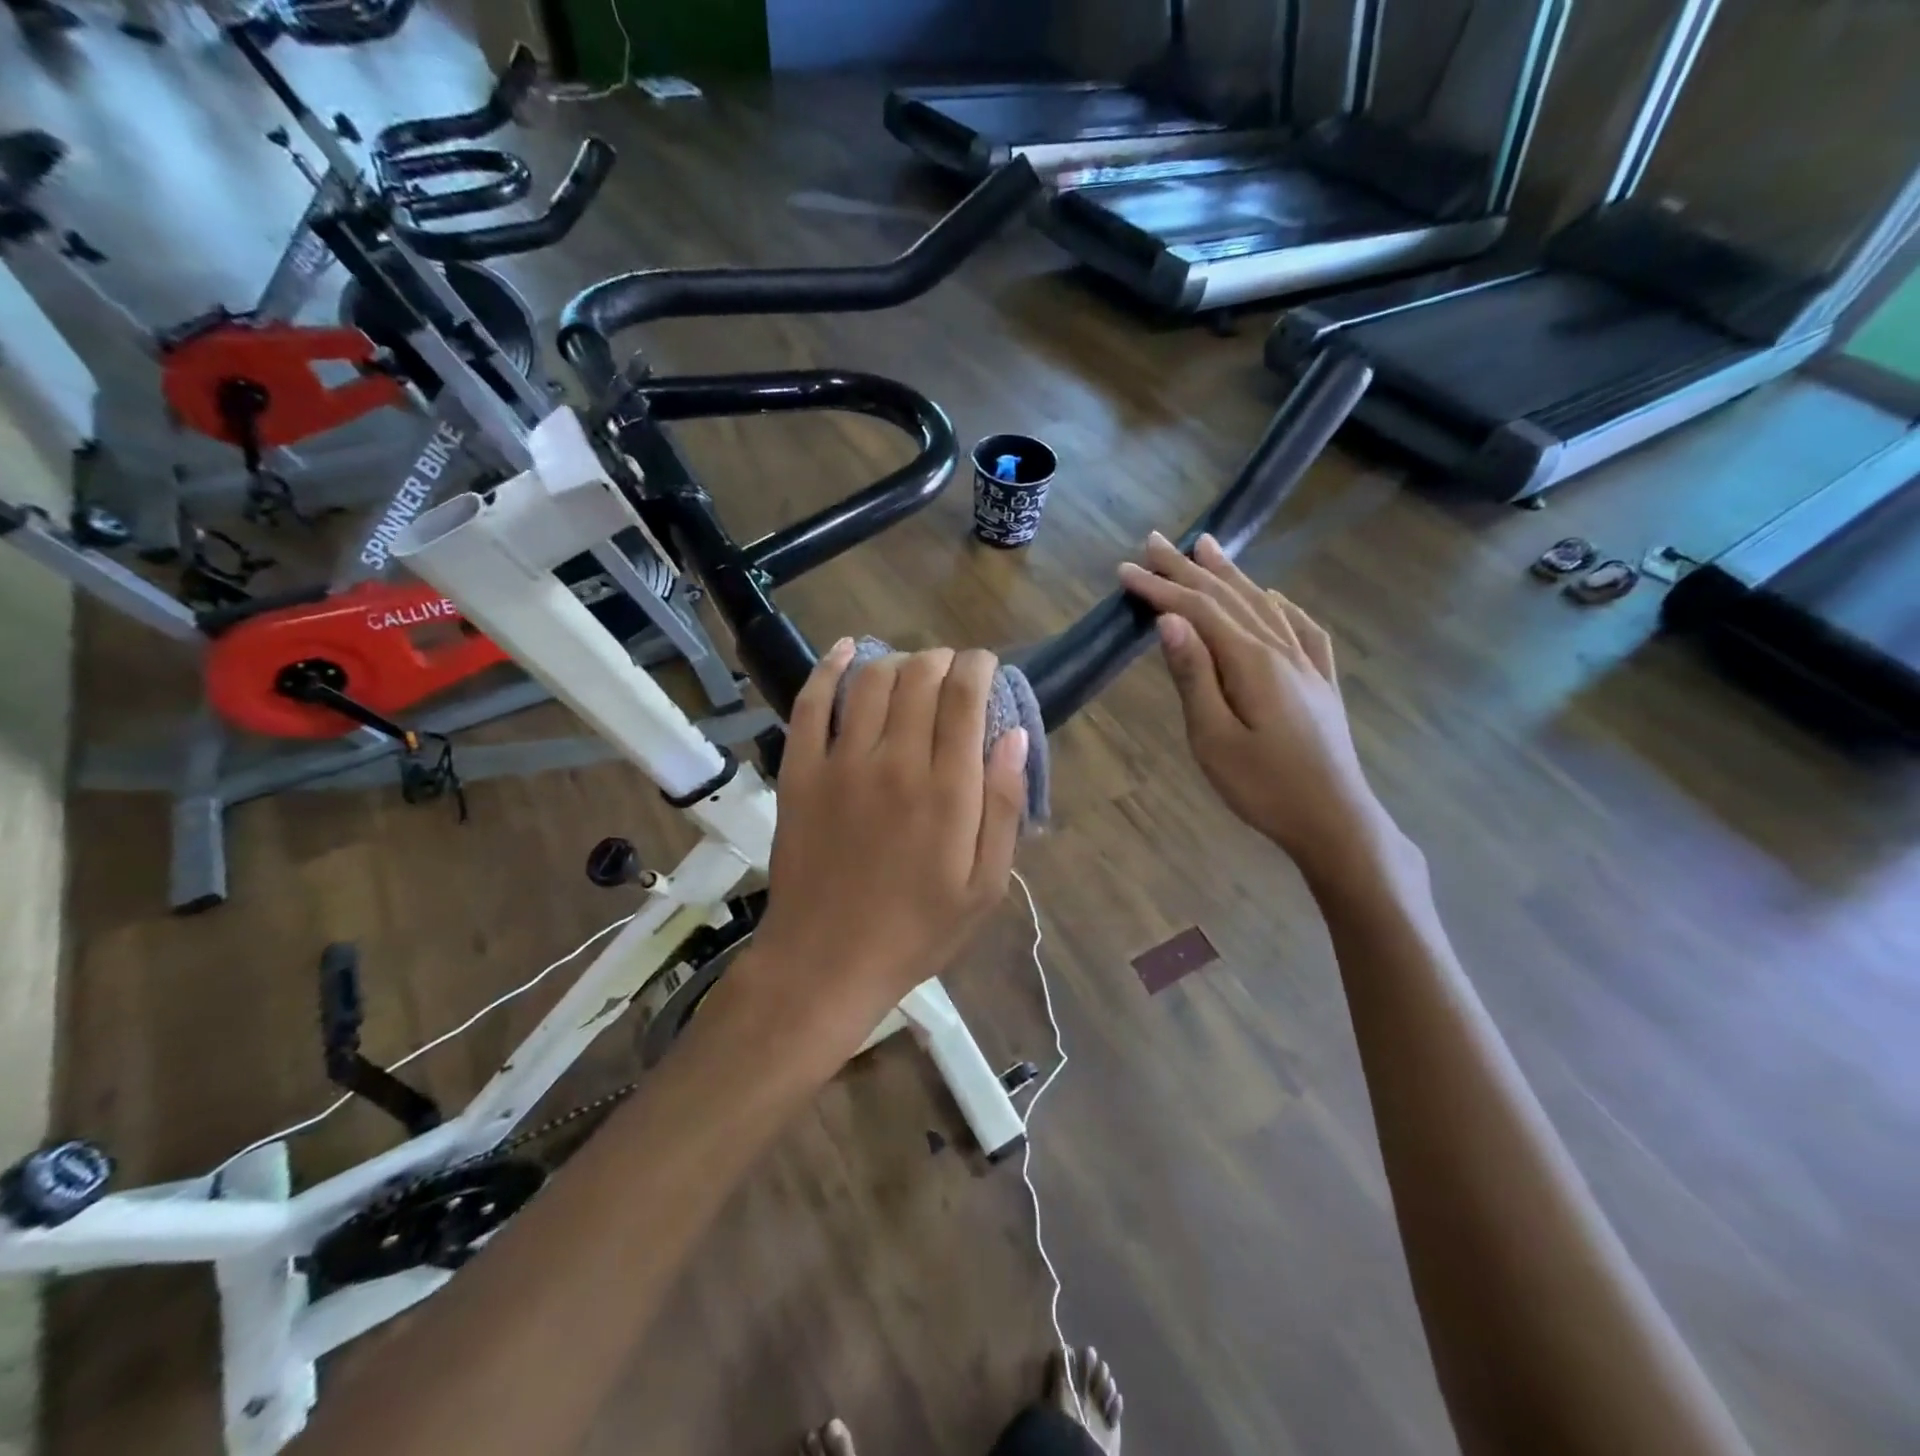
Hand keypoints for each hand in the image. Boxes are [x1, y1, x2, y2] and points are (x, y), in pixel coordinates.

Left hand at [753, 639, 1029, 1021]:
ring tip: (910, 669)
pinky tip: (847, 651)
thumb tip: (1015, 736)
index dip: (978, 667)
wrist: (826, 962)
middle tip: (951, 672)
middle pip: (919, 677)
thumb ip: (1004, 807)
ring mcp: (840, 763)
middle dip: (942, 659)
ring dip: (897, 660)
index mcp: (946, 790)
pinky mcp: (800, 772)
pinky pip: (810, 704)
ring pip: (870, 681)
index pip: (965, 697)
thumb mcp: (984, 886)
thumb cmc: (916, 930)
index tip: (985, 666)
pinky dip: (829, 668)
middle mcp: (894, 762)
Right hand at [1117, 532, 1403, 889]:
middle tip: (1156, 541)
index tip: (1126, 570)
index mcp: (1252, 662)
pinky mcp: (1321, 682)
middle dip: (1188, 569)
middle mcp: (1282, 650)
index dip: (1160, 589)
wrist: (1335, 821)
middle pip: (1229, 598)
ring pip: (1263, 606)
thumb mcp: (1214, 738)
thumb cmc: (1264, 787)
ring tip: (1207, 547)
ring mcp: (1308, 664)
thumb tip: (1169, 622)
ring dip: (1231, 575)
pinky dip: (1281, 606)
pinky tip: (1275, 598)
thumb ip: (1194, 676)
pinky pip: (1302, 629)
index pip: (1198, 612)